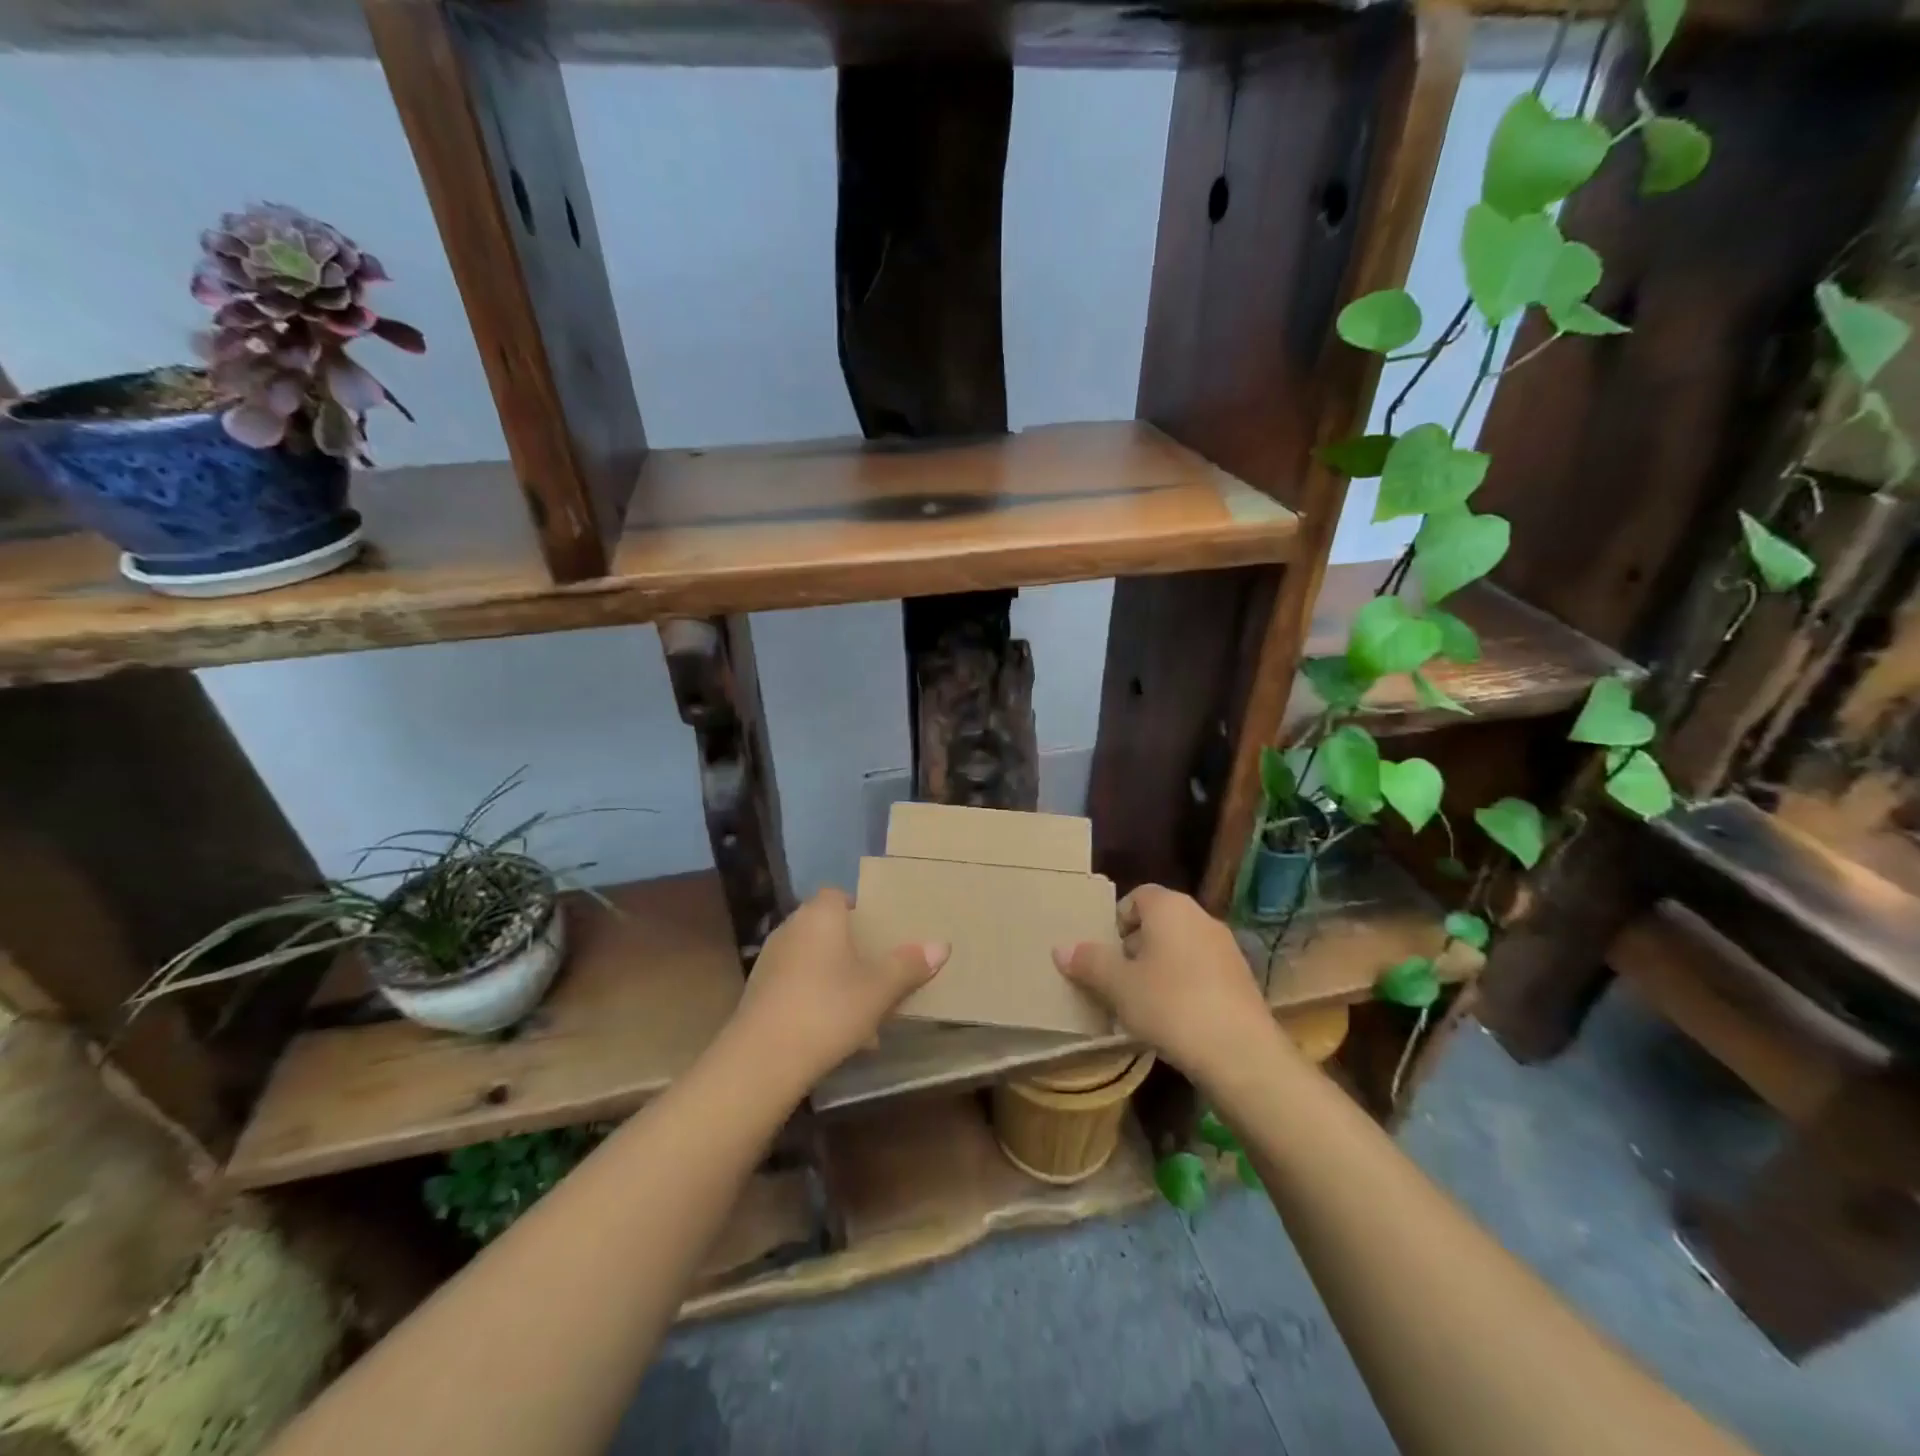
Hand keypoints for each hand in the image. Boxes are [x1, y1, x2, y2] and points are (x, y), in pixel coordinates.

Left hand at [727, 888, 948, 1088]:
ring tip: (865, 1009)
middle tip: (880, 971)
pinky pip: (798, 985)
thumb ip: (909, 965)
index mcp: (820, 915)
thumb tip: (942, 945)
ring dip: (837, 978)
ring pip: (814, 960)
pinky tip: (837, 1032)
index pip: (839, 895)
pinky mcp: (759, 993)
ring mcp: (771, 960)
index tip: (883, 933)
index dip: (861, 910)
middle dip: (854, 949)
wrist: (762, 1060)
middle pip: (828, 929)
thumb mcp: (879, 989)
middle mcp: (791, 928)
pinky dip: (818, 999)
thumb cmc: (827, 1009)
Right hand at [1054, 884, 1286, 1085]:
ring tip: (1143, 1005)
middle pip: (1159, 922)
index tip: (1106, 954)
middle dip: (1136, 948)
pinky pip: (1202, 972)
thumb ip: (1089, 963)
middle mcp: (1201, 917)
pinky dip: (1185, 986)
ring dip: (1160, 969)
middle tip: (1118, 981)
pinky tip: (1175, 1020)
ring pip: (1181, 948)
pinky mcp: (1242, 979)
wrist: (1240, 1053)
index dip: (1117, 921)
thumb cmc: (1170, 1005)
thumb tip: (1061, 949)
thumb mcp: (1118, 986)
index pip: (1137, 896)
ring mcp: (1226, 948)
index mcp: (1170, 907)